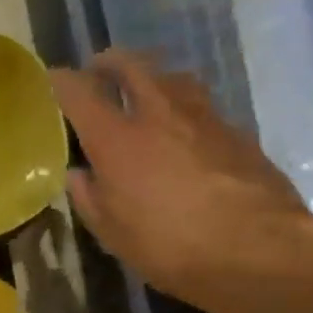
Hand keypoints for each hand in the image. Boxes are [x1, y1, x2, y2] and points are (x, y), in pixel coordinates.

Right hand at [50, 51, 308, 301]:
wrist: (260, 250)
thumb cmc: (169, 245)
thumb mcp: (111, 232)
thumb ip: (89, 196)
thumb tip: (80, 174)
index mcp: (116, 138)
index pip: (79, 91)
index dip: (61, 80)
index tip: (53, 78)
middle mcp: (158, 114)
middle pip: (132, 66)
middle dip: (110, 62)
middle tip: (99, 69)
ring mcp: (203, 119)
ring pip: (173, 79)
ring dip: (153, 78)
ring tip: (146, 93)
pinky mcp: (238, 133)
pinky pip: (203, 108)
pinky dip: (185, 110)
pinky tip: (185, 133)